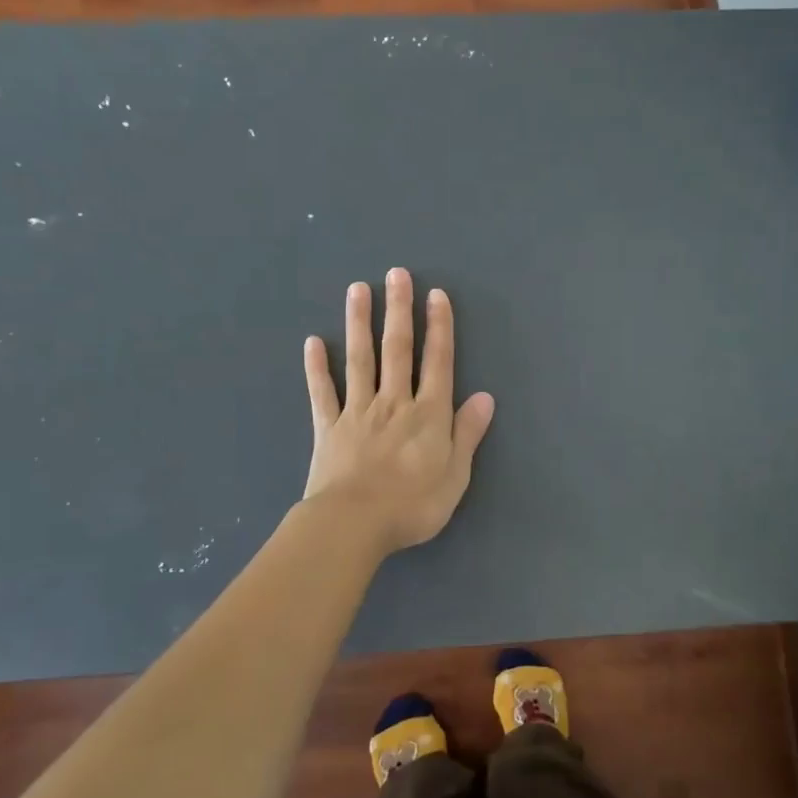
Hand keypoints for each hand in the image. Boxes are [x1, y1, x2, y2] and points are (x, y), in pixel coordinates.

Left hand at [302, 269, 495, 556]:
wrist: (354, 524)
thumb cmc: (412, 506)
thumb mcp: (455, 476)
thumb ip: (467, 434)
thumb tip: (484, 397)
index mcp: (428, 414)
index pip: (437, 362)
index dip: (439, 327)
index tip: (436, 295)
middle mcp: (394, 402)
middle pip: (397, 349)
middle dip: (399, 310)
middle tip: (396, 273)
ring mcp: (358, 411)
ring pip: (360, 359)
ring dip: (360, 323)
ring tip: (357, 290)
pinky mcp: (328, 427)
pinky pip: (323, 392)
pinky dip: (317, 367)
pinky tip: (313, 342)